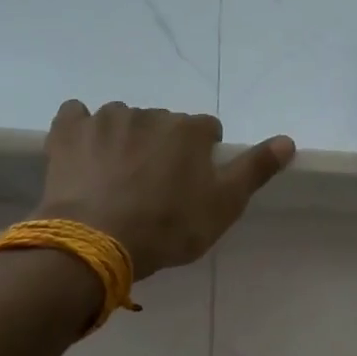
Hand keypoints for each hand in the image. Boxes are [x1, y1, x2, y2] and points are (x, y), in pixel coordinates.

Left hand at [35, 101, 294, 277]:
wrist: (99, 241)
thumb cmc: (170, 227)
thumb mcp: (224, 206)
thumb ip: (255, 170)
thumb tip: (288, 140)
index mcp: (189, 130)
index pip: (207, 130)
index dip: (203, 155)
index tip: (194, 184)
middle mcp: (150, 113)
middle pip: (165, 125)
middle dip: (164, 147)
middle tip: (156, 188)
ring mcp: (106, 119)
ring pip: (124, 121)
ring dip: (127, 140)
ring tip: (119, 179)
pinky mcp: (69, 131)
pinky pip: (77, 116)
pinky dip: (84, 130)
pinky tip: (85, 154)